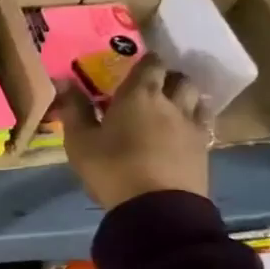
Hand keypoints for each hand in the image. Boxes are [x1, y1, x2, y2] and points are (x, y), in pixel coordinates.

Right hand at [59, 53, 211, 209]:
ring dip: (185, 97)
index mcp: (139, 96)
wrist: (156, 208)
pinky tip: (181, 131)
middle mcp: (171, 104)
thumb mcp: (80, 141)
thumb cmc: (112, 168)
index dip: (146, 60)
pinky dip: (194, 120)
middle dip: (168, 78)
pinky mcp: (204, 150)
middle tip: (152, 86)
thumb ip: (75, 109)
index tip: (136, 63)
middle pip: (180, 79)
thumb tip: (65, 81)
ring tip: (171, 106)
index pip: (150, 64)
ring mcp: (192, 127)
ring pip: (197, 99)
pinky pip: (203, 124)